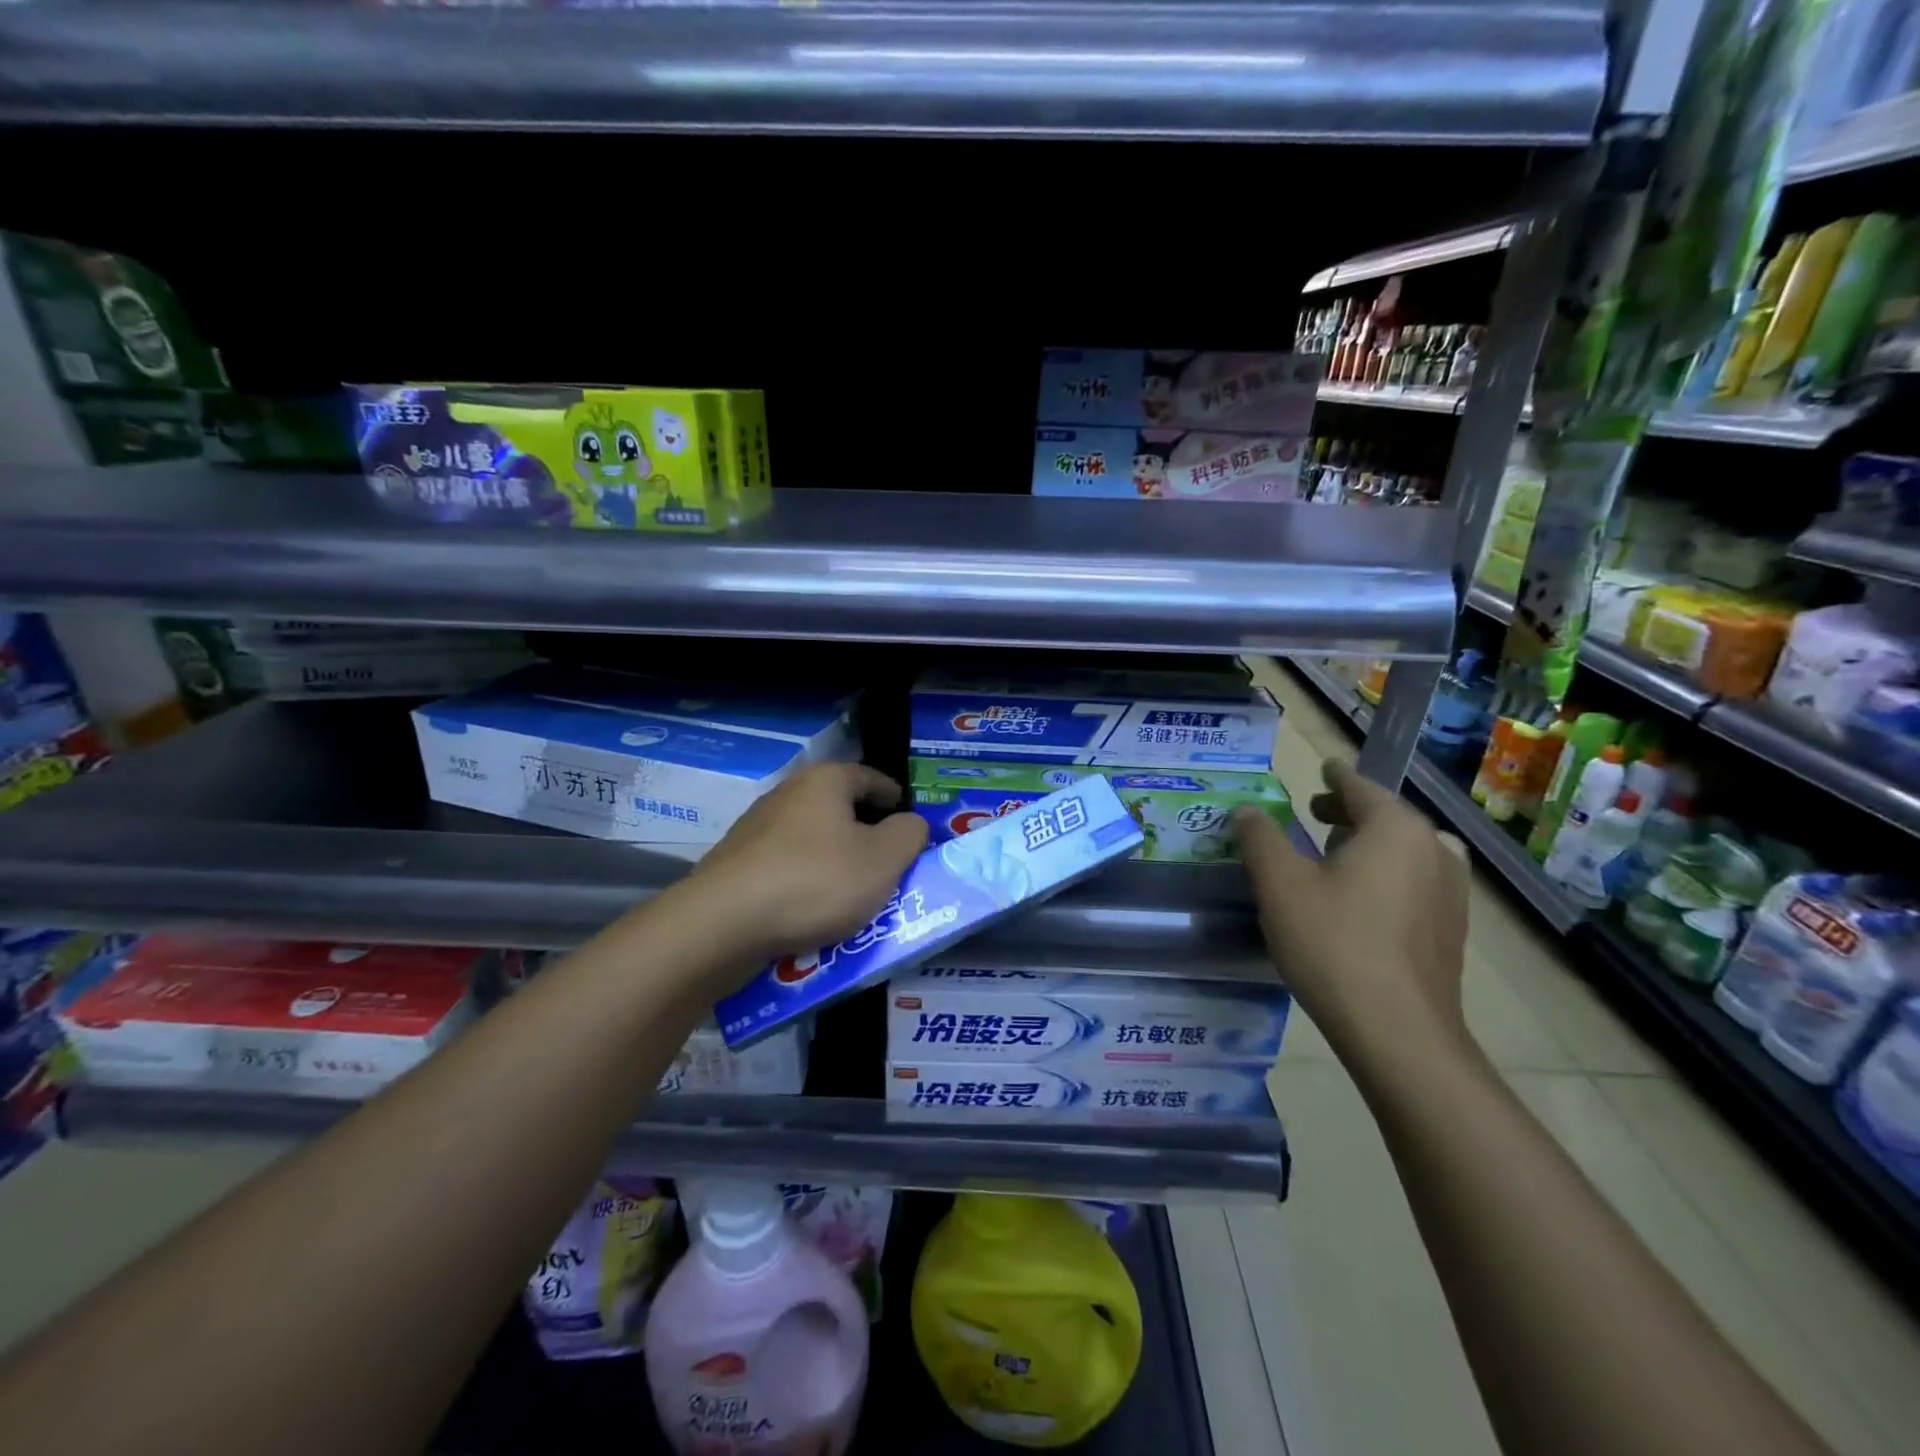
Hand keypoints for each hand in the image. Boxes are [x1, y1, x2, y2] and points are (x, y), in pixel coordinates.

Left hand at [681, 762, 929, 963]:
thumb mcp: (884, 859)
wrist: (723, 924)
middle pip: (839, 809)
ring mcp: (755, 829)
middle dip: (866, 834)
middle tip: (888, 865)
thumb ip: (910, 835)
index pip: (872, 778)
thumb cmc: (816, 881)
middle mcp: (787, 794)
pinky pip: (786, 869)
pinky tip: (813, 913)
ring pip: (812, 841)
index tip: (911, 823)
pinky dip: (805, 884)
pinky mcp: (735, 865)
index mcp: (825, 781)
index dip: (896, 799)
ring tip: (853, 895)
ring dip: (834, 862)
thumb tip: (909, 823)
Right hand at [1233, 759, 1473, 1080]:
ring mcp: (1451, 891)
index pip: (1360, 787)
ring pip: (1405, 850)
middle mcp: (1433, 849)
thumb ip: (1260, 838)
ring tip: (1335, 858)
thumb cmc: (1333, 943)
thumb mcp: (1280, 884)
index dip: (1335, 777)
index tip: (1323, 768)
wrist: (1398, 1031)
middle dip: (1349, 813)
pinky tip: (1361, 901)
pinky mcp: (1452, 929)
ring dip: (1371, 845)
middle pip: (1386, 817)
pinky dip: (1388, 875)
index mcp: (1395, 828)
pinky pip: (1417, 881)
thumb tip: (1247, 809)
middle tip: (1314, 815)